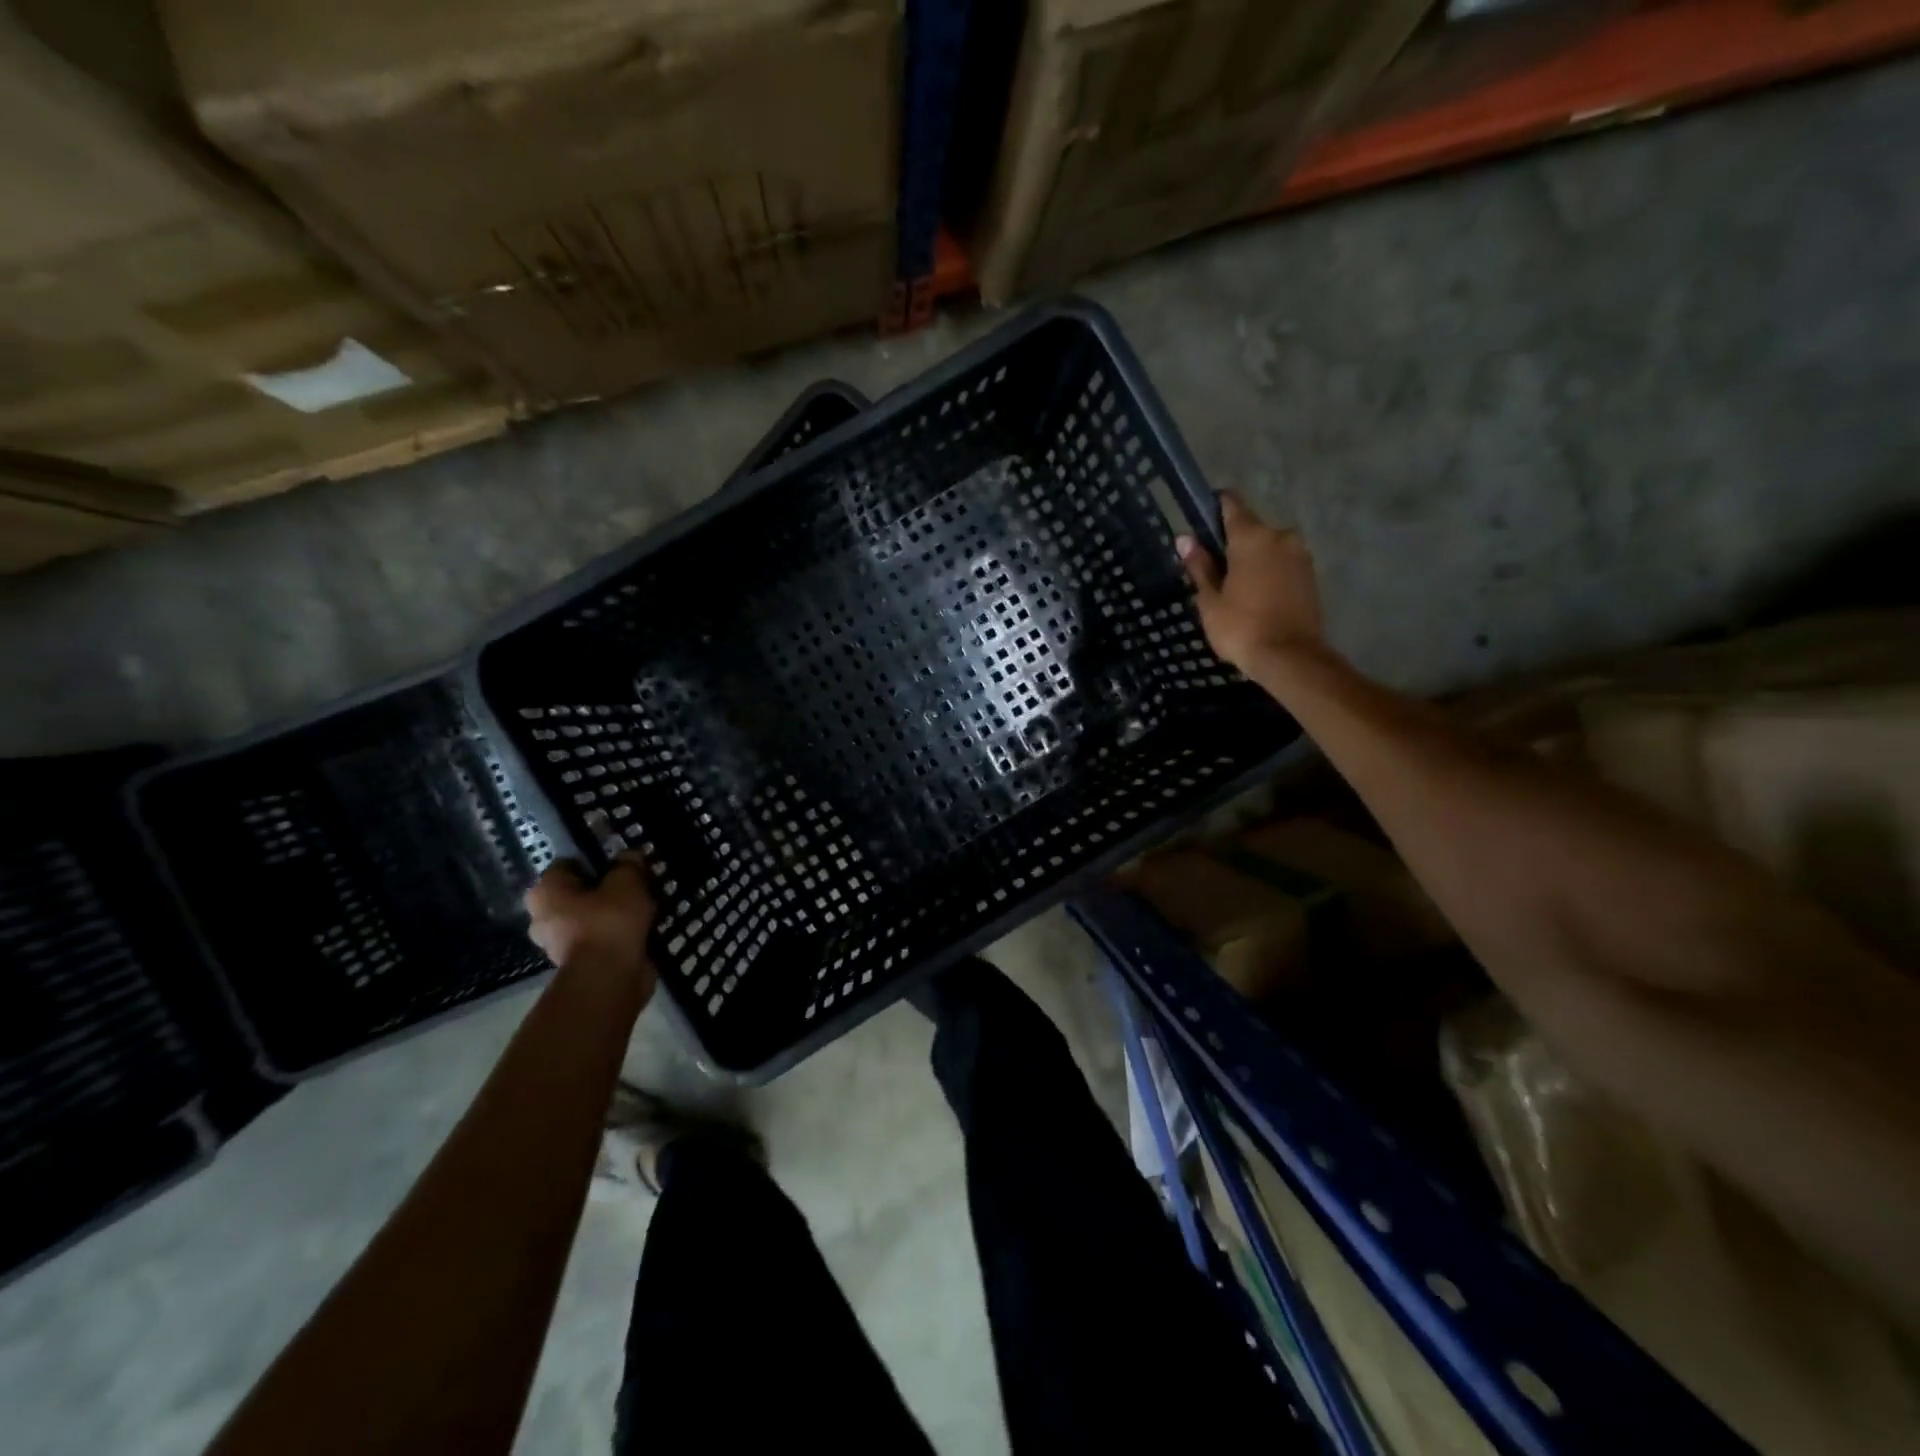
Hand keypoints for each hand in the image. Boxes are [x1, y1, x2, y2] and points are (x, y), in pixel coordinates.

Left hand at [525, 855, 656, 994]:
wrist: (609, 979)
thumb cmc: (609, 921)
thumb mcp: (627, 881)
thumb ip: (629, 864)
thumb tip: (630, 857)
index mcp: (545, 892)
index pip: (568, 864)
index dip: (597, 859)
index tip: (623, 863)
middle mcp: (544, 917)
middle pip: (581, 892)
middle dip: (607, 888)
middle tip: (637, 883)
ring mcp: (560, 943)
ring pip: (593, 916)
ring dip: (616, 912)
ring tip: (648, 905)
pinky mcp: (582, 963)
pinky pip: (604, 938)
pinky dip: (621, 933)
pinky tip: (646, 927)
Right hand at [1177, 493, 1326, 673]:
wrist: (1290, 657)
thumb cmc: (1241, 628)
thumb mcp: (1210, 600)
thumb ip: (1199, 566)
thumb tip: (1185, 539)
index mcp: (1252, 536)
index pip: (1230, 504)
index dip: (1213, 509)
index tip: (1200, 524)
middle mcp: (1280, 536)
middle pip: (1250, 528)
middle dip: (1232, 544)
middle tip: (1214, 572)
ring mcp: (1300, 554)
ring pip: (1268, 547)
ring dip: (1252, 560)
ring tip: (1235, 590)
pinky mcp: (1311, 574)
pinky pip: (1282, 563)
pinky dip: (1269, 573)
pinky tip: (1256, 597)